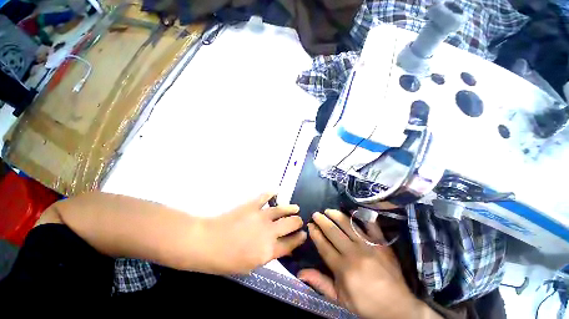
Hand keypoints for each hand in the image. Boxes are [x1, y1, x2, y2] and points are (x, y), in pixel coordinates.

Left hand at [203, 193, 306, 273]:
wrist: (206, 243)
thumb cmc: (225, 261)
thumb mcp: (249, 266)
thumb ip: (266, 256)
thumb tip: (278, 248)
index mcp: (269, 251)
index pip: (291, 244)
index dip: (299, 239)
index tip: (303, 234)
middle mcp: (270, 232)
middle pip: (291, 224)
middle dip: (298, 222)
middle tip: (300, 220)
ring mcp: (262, 216)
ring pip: (282, 210)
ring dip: (291, 208)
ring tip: (296, 208)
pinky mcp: (253, 205)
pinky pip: (266, 197)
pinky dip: (272, 193)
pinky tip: (276, 191)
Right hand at [298, 210, 439, 318]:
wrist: (397, 307)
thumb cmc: (365, 304)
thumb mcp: (340, 299)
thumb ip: (320, 283)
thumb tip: (300, 273)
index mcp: (342, 268)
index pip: (324, 245)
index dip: (315, 234)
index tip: (310, 225)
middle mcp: (354, 253)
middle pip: (333, 231)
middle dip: (322, 220)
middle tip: (316, 214)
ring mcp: (369, 246)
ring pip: (348, 225)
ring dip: (336, 215)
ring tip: (328, 210)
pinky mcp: (382, 243)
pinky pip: (370, 225)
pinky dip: (362, 216)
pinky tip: (353, 210)